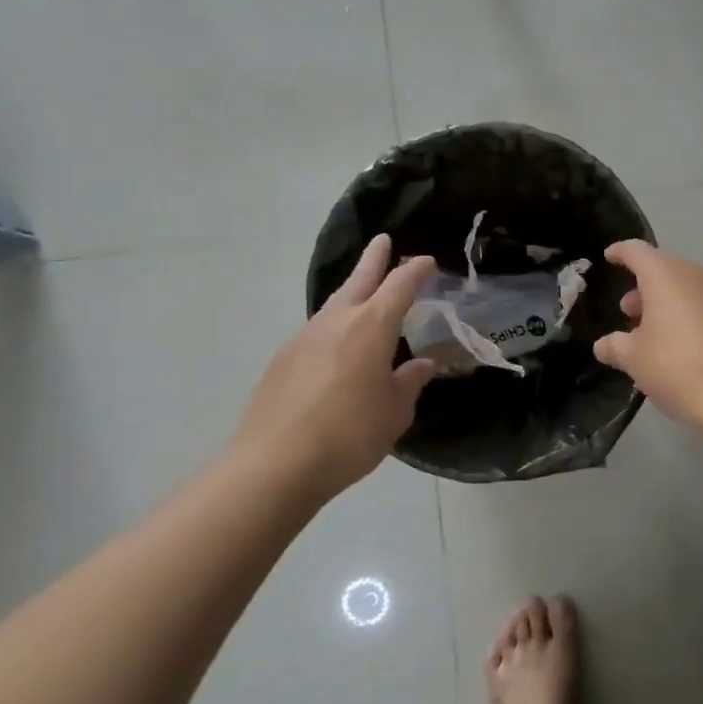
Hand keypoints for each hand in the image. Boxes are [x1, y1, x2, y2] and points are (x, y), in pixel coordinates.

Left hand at [236, 235, 437, 503]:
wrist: (275, 463)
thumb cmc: (349, 436)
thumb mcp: (394, 413)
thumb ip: (409, 383)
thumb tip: (423, 364)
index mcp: (371, 327)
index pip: (399, 286)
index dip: (415, 271)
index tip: (427, 262)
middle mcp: (337, 321)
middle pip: (359, 280)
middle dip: (374, 259)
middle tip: (382, 240)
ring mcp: (304, 337)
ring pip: (334, 303)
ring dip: (352, 292)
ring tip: (364, 294)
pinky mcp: (283, 358)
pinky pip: (317, 330)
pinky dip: (334, 326)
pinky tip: (337, 346)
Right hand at [592, 240, 702, 433]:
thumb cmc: (680, 368)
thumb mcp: (635, 360)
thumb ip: (615, 346)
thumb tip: (603, 345)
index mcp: (667, 275)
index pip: (637, 251)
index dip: (620, 253)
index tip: (610, 257)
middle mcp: (699, 274)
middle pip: (665, 270)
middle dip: (644, 289)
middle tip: (629, 313)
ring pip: (689, 289)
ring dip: (669, 304)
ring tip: (655, 333)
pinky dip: (692, 317)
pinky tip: (684, 346)